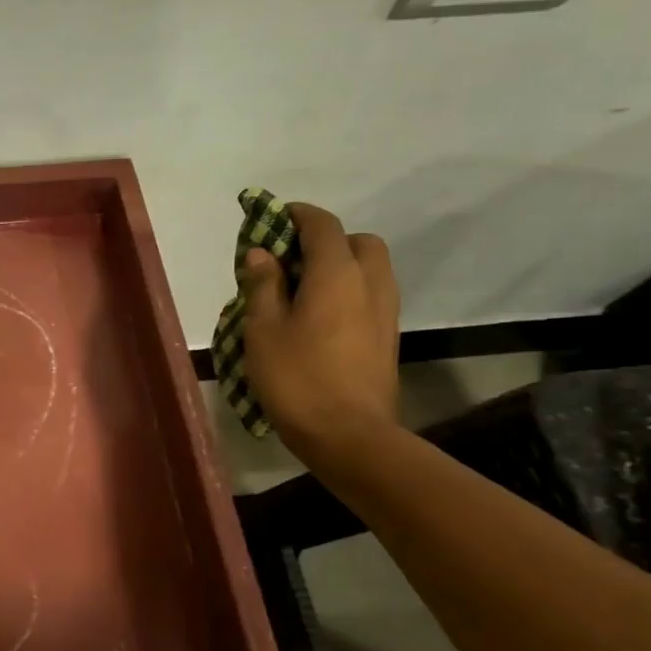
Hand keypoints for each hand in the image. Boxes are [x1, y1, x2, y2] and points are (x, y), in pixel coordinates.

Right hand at [242, 202, 400, 460]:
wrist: (349, 435)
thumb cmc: (297, 377)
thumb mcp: (263, 328)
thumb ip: (263, 284)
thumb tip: (262, 252)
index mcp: (337, 273)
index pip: (322, 224)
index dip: (295, 215)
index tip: (270, 219)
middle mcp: (369, 282)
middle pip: (356, 241)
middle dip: (325, 240)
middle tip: (290, 261)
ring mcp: (385, 311)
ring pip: (369, 268)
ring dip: (340, 265)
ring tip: (302, 290)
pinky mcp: (387, 336)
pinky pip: (370, 294)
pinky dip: (348, 290)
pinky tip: (319, 317)